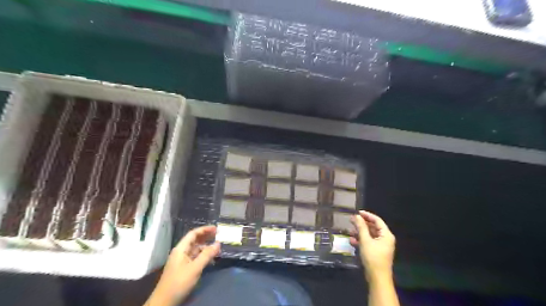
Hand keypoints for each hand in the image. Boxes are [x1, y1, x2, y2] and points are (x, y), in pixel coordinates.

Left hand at [147, 225, 221, 305]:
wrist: (164, 301)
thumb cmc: (179, 282)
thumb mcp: (195, 268)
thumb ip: (207, 255)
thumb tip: (218, 243)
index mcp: (181, 249)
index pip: (193, 234)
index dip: (204, 229)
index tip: (216, 228)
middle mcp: (181, 252)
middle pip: (194, 240)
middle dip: (206, 236)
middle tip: (218, 235)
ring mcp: (182, 260)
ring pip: (196, 249)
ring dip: (206, 247)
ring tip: (217, 247)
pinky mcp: (184, 268)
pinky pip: (195, 257)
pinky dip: (203, 255)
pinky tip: (211, 258)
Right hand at [352, 211, 394, 280]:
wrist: (377, 278)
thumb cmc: (373, 257)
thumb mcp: (365, 240)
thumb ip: (361, 227)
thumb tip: (357, 216)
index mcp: (386, 235)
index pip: (377, 220)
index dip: (367, 215)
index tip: (357, 212)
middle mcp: (385, 238)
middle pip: (373, 227)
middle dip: (362, 224)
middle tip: (351, 220)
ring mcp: (381, 246)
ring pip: (369, 235)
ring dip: (359, 232)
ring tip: (349, 230)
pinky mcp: (376, 252)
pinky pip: (368, 242)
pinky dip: (361, 240)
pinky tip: (352, 240)